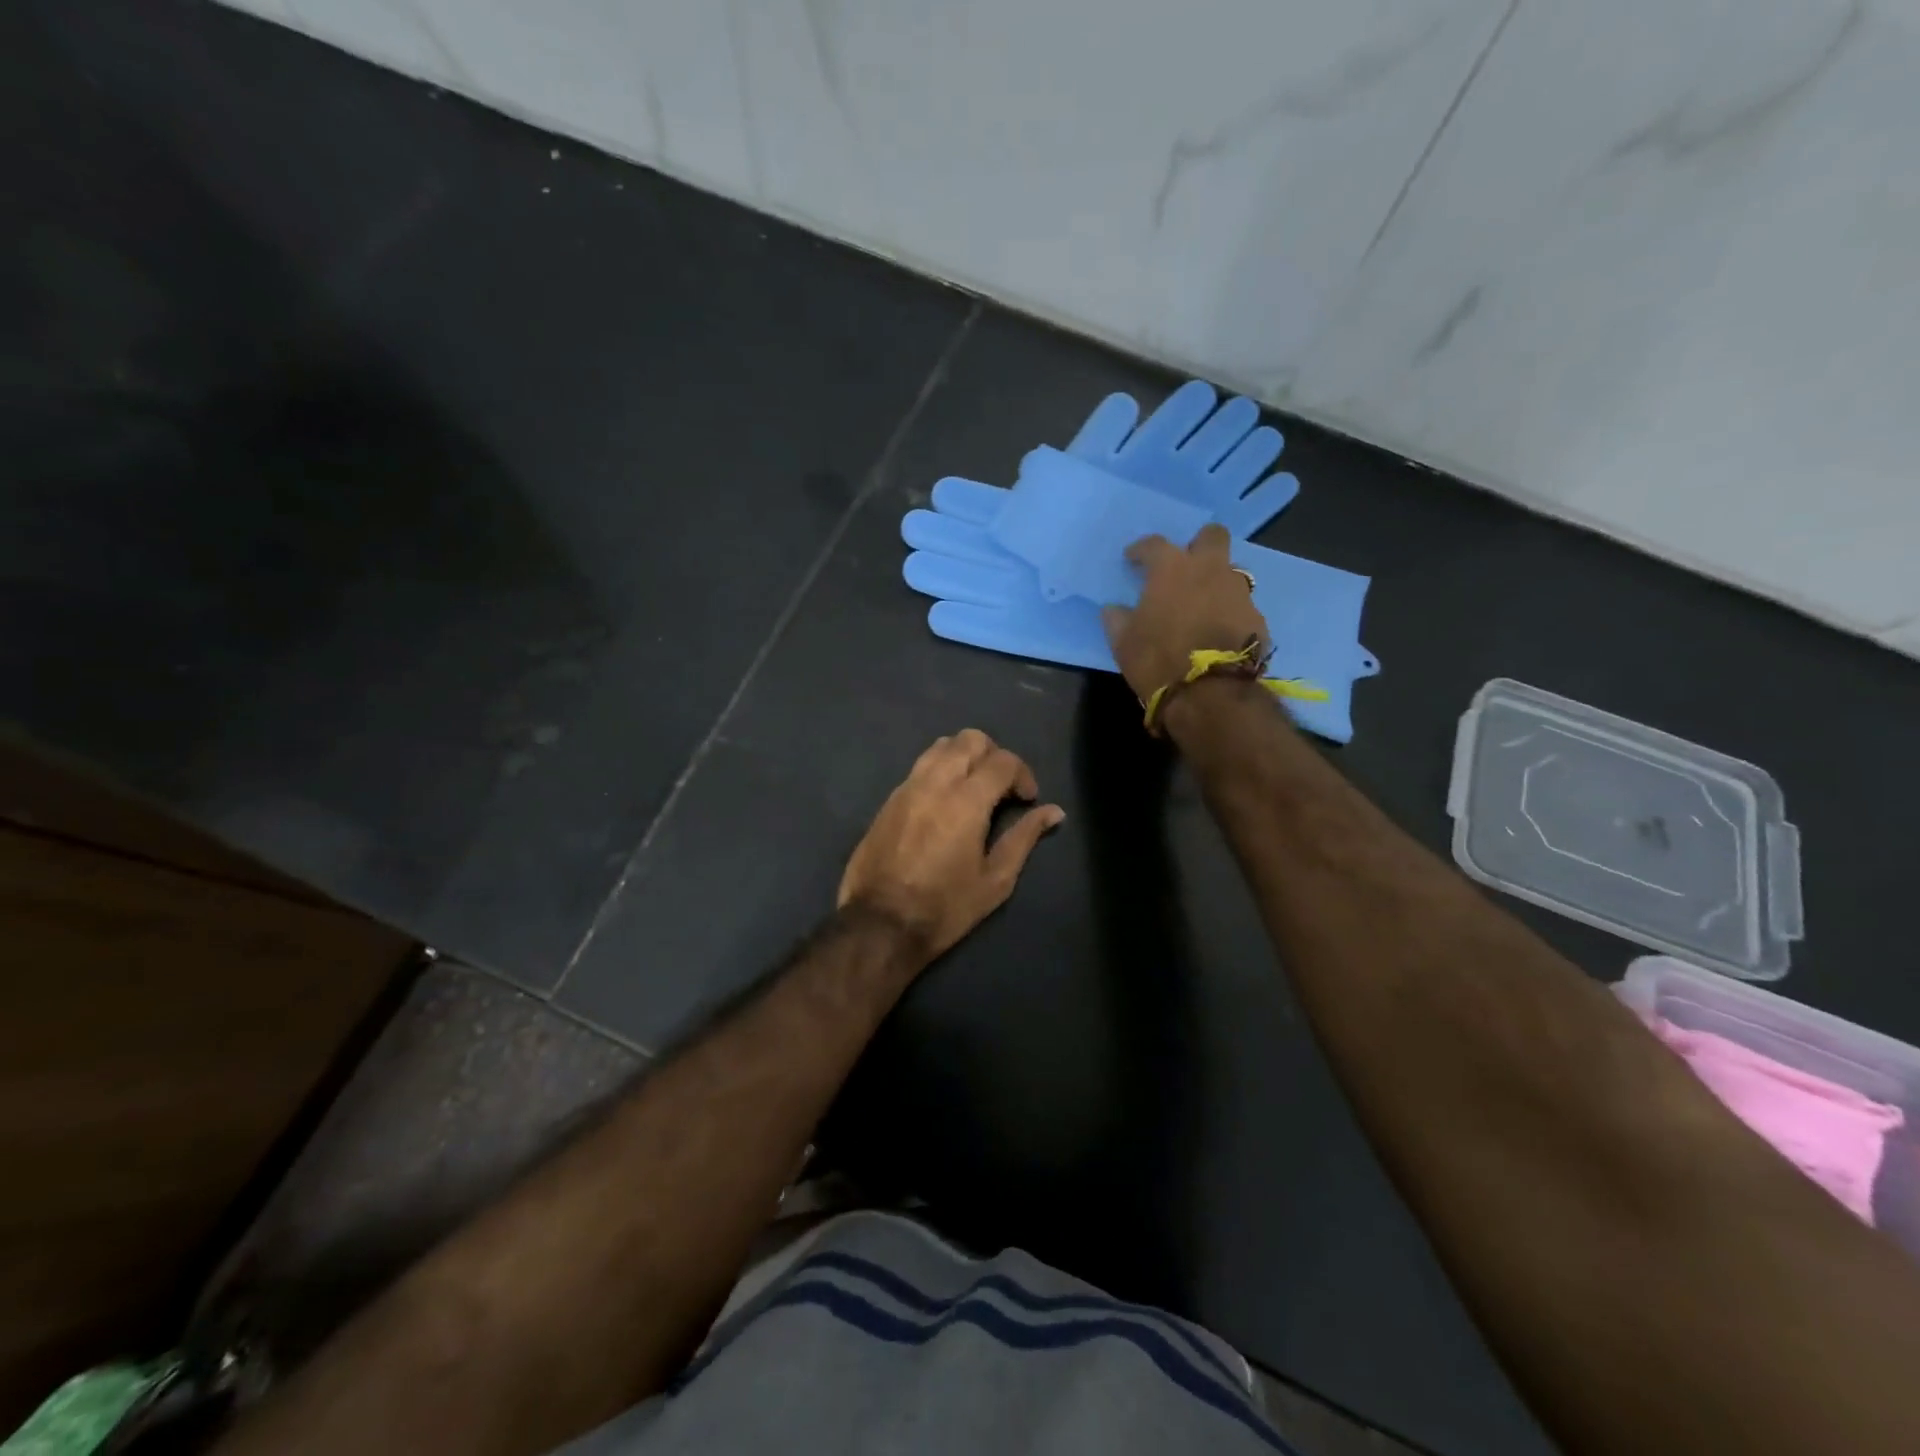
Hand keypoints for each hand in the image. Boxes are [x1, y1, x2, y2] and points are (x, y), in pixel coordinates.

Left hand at [838, 730, 1064, 960]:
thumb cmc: (945, 907)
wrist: (879, 923)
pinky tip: (945, 802)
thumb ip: (1024, 838)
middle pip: (970, 739)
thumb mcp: (995, 880)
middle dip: (994, 756)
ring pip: (941, 746)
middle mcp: (935, 782)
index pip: (1002, 760)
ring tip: (973, 789)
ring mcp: (907, 787)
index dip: (1023, 775)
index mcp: (966, 800)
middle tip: (1002, 789)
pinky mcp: (889, 799)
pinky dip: (940, 770)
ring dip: (964, 757)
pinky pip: (920, 766)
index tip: (1027, 800)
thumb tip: (1054, 812)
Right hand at [1102, 524, 1270, 702]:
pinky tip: (1218, 634)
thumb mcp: (1123, 643)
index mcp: (1172, 569)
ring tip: (1202, 606)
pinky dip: (1229, 614)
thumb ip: (1117, 619)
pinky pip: (1241, 607)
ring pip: (1231, 572)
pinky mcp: (1257, 620)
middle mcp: (1210, 571)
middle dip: (1199, 545)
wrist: (1209, 693)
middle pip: (1212, 537)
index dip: (1141, 550)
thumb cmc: (1157, 660)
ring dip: (1217, 582)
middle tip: (1185, 566)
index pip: (1154, 544)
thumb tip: (1114, 609)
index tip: (1133, 559)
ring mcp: (1239, 594)